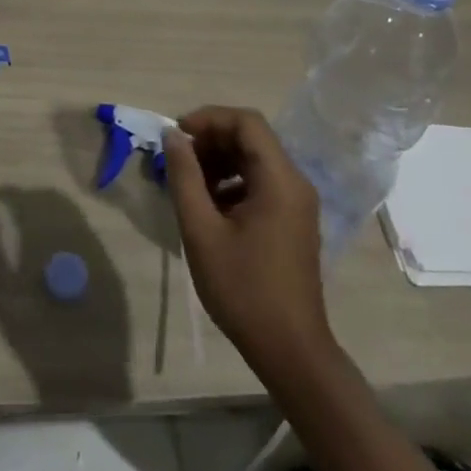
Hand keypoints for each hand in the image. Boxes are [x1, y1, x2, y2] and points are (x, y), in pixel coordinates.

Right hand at [163, 107, 332, 376]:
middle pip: (251, 138)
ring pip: (254, 159)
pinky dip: (232, 181)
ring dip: (219, 160)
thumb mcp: (201, 230)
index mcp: (279, 180)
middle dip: (211, 139)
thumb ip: (185, 176)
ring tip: (189, 183)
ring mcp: (297, 203)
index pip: (246, 122)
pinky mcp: (293, 220)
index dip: (208, 118)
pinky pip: (260, 182)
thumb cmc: (243, 289)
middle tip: (178, 160)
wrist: (290, 351)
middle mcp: (294, 182)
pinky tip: (209, 207)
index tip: (177, 135)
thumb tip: (173, 136)